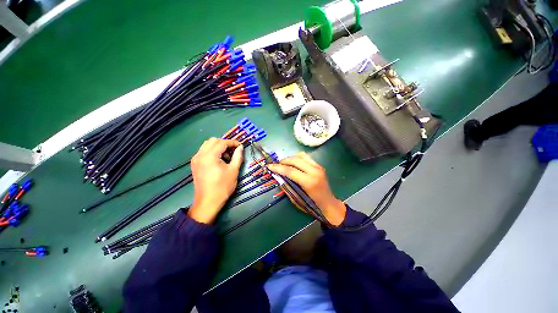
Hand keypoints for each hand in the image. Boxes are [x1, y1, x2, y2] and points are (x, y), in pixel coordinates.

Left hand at [189, 138, 243, 223]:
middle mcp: (200, 155)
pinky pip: (203, 151)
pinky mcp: (194, 164)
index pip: (222, 142)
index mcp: (210, 156)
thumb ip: (238, 156)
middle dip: (225, 143)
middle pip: (213, 140)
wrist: (208, 202)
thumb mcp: (233, 171)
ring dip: (218, 146)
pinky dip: (212, 151)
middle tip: (234, 150)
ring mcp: (196, 159)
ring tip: (226, 155)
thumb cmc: (223, 187)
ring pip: (207, 145)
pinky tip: (218, 160)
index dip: (233, 142)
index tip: (241, 146)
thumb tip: (240, 147)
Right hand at [267, 152, 345, 225]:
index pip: (290, 171)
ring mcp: (318, 166)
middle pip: (295, 160)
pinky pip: (306, 157)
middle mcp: (314, 171)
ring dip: (290, 158)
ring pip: (301, 155)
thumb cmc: (312, 205)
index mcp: (309, 182)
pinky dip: (297, 158)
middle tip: (276, 165)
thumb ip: (287, 186)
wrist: (329, 204)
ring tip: (284, 163)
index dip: (278, 168)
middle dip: (283, 161)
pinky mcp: (319, 165)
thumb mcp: (296, 199)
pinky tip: (293, 163)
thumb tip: (278, 176)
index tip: (269, 166)